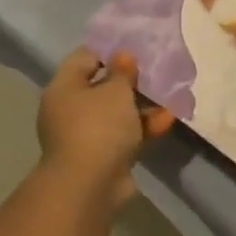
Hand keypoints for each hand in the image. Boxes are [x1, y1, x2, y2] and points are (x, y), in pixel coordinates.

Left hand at [36, 49, 174, 206]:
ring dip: (143, 107)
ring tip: (171, 97)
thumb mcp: (116, 91)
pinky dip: (143, 128)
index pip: (84, 58)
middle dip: (131, 82)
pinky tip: (168, 120)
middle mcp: (69, 110)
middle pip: (102, 87)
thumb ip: (122, 71)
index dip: (110, 50)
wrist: (89, 187)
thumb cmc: (99, 127)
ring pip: (117, 114)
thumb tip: (123, 56)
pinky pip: (125, 135)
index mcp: (64, 88)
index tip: (136, 48)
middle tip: (157, 72)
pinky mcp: (102, 157)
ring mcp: (86, 136)